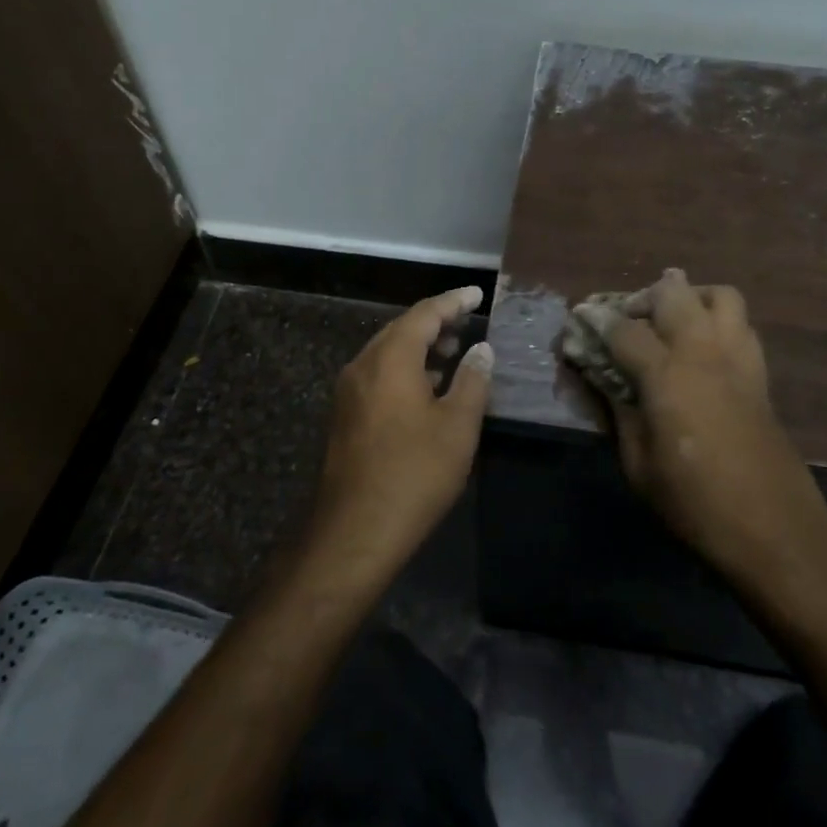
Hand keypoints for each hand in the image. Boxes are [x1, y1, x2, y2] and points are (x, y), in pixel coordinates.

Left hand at [304, 286, 493, 584]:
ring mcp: (348, 392)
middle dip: (436, 323)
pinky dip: (405, 370)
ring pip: (387, 353)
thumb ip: (472, 380)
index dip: (453, 301)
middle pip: (401, 330)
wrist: (355, 532)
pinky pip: (378, 376)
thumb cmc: (414, 473)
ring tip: (452, 355)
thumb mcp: (457, 426)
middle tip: (467, 324)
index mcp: (390, 359)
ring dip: (420, 348)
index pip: (425, 314)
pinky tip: (426, 390)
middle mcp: (363, 366)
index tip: (477, 293)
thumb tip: (481, 350)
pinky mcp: (344, 417)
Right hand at [577, 270, 826, 584]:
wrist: (774, 530)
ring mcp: (738, 359)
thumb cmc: (695, 503)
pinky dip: (720, 322)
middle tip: (629, 320)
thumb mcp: (639, 465)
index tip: (581, 318)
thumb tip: (602, 378)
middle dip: (644, 297)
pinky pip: (742, 325)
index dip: (597, 321)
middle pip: (674, 292)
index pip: (624, 329)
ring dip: (691, 297)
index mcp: (667, 374)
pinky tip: (705, 350)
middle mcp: (703, 352)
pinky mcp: (761, 374)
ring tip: (673, 322)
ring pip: (719, 295)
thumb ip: (619, 412)